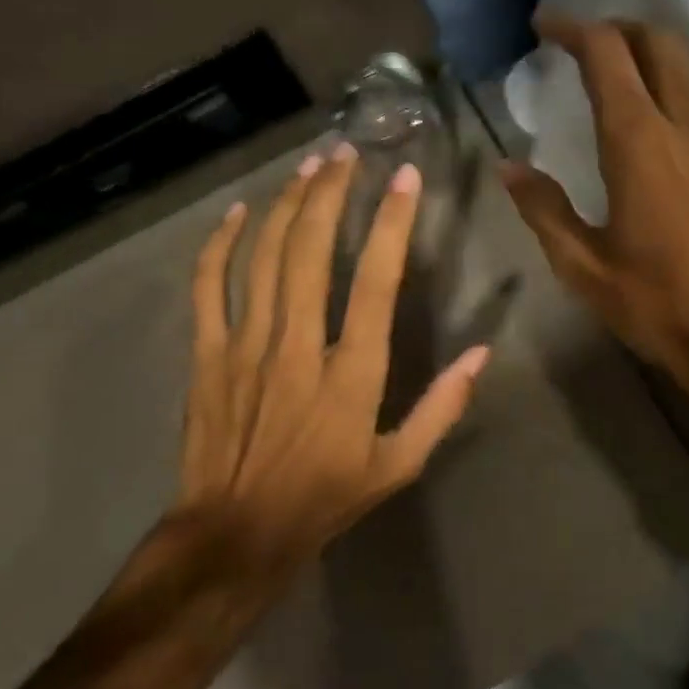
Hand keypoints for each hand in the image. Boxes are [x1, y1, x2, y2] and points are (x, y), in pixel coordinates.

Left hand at [173, 145, 489, 578]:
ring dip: (286, 206)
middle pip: (310, 252)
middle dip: (330, 194)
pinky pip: (209, 288)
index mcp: (351, 373)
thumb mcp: (399, 464)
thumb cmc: (326, 497)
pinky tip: (236, 214)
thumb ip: (442, 407)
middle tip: (346, 154)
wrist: (236, 534)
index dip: (390, 225)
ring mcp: (246, 347)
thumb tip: (480, 354)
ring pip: (263, 258)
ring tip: (308, 167)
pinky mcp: (209, 356)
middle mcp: (298, 346)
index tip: (404, 179)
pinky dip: (219, 246)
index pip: (374, 282)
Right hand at [502, 18, 688, 413]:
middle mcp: (686, 126)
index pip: (608, 53)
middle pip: (659, 42)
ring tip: (614, 75)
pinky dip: (673, 86)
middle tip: (581, 44)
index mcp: (640, 143)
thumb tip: (508, 167)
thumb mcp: (585, 267)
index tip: (544, 27)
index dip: (574, 28)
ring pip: (688, 68)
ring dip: (649, 53)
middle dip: (617, 28)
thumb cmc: (661, 306)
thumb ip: (543, 210)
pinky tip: (653, 123)